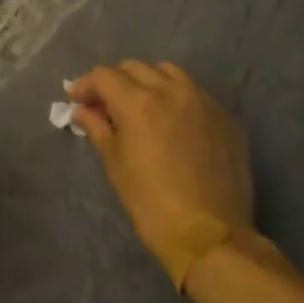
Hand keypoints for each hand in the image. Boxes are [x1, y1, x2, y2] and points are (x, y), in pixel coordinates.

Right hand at [70, 61, 254, 288]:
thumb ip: (98, 128)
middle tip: (105, 104)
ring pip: (169, 73)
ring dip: (148, 81)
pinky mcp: (226, 118)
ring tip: (142, 105)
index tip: (77, 100)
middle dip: (115, 81)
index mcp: (138, 102)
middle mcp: (171, 91)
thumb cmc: (151, 203)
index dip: (85, 85)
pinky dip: (177, 98)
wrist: (210, 235)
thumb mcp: (116, 164)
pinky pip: (195, 94)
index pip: (104, 76)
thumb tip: (83, 110)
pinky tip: (173, 123)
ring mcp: (203, 102)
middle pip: (135, 68)